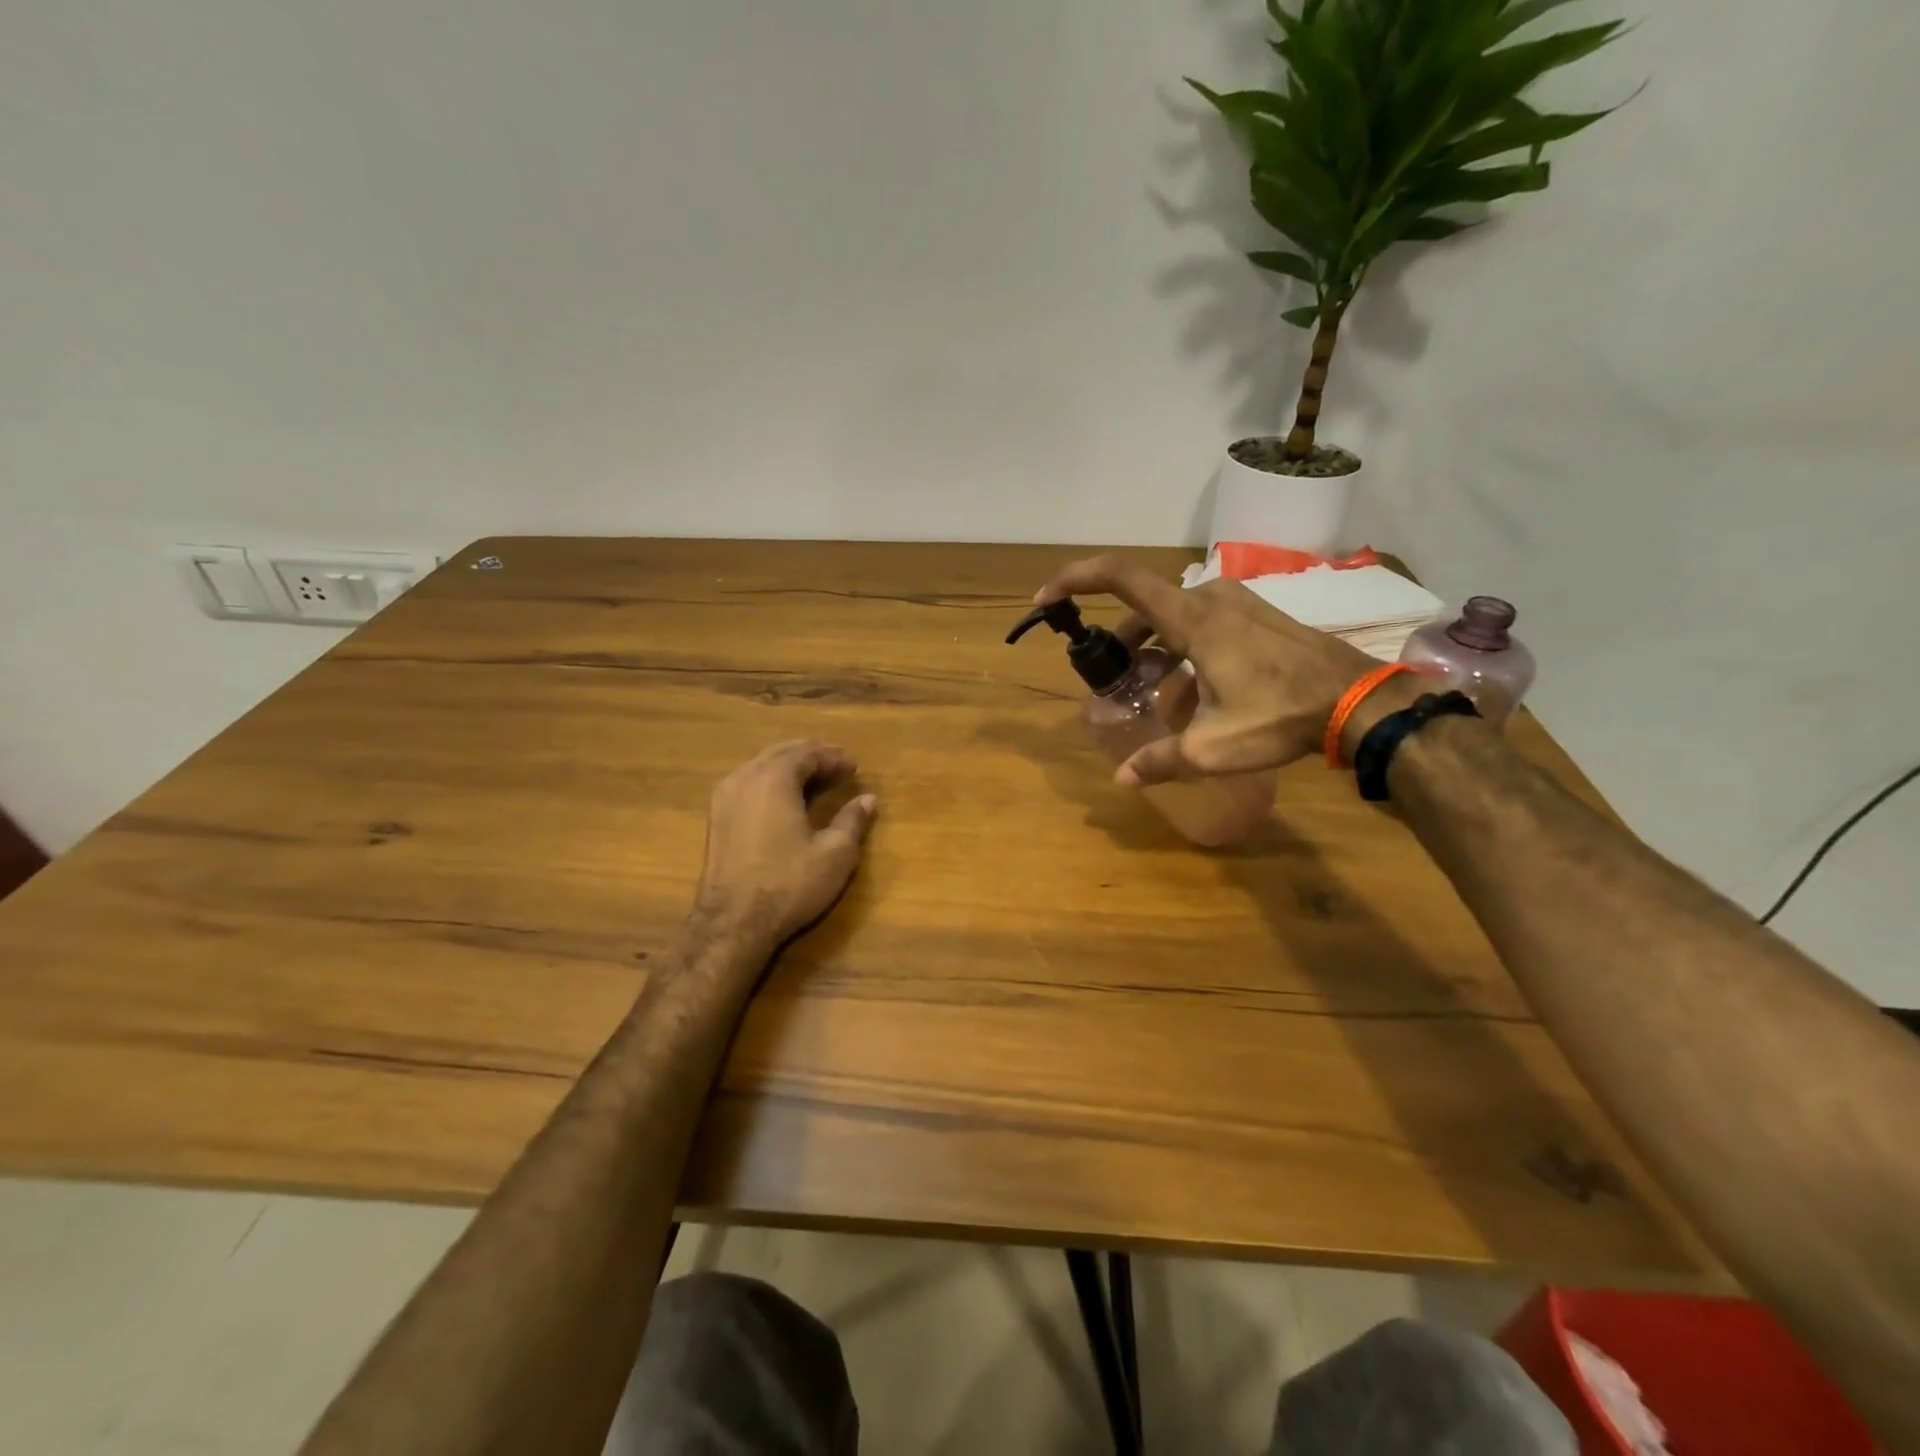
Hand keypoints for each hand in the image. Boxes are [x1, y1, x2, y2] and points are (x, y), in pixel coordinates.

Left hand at [694, 740, 877, 952]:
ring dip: (789, 767)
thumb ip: (853, 820)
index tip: (854, 767)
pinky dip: (770, 782)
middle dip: (811, 756)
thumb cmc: (789, 883)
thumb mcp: (835, 853)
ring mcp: (724, 797)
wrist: (732, 923)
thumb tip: (868, 799)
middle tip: (836, 765)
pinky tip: (784, 799)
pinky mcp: (715, 819)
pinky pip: (747, 784)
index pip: (807, 753)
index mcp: (774, 778)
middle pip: (781, 753)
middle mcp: (745, 778)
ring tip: (814, 780)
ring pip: (760, 766)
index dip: (833, 757)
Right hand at [1034, 555, 1397, 784]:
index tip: (1046, 599)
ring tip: (1152, 696)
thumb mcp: (1212, 747)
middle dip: (1120, 644)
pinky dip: (1183, 652)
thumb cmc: (1280, 716)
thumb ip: (1160, 759)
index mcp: (1192, 617)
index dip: (1075, 580)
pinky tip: (1194, 695)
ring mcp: (1237, 604)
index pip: (1120, 577)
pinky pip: (1202, 625)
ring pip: (1173, 619)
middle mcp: (1210, 598)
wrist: (1358, 701)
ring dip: (1153, 652)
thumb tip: (1121, 779)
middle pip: (1143, 609)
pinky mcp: (1256, 616)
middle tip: (1111, 682)